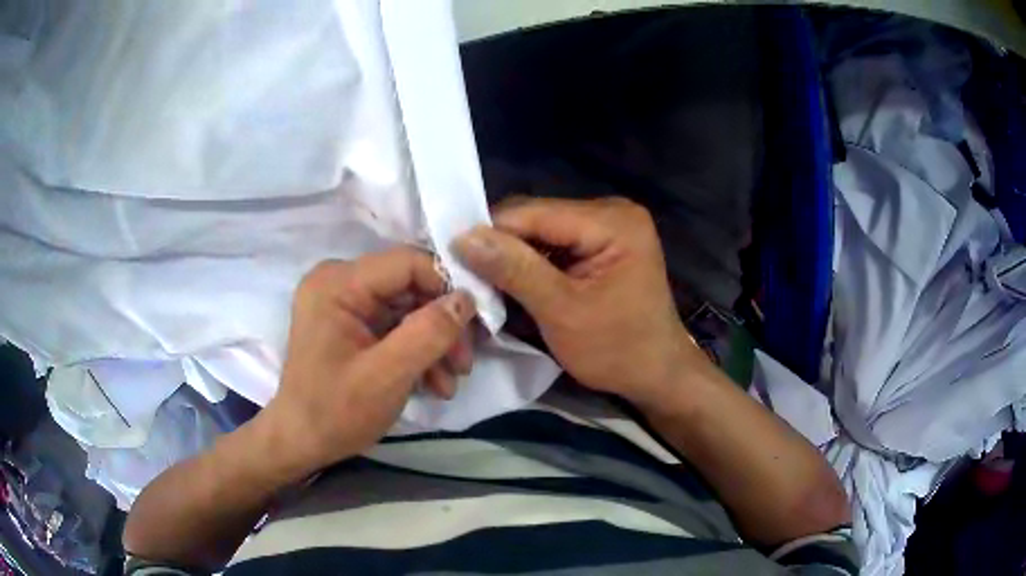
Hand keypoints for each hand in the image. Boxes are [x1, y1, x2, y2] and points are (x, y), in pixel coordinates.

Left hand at [264, 247, 475, 473]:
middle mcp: (339, 281)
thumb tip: (468, 298)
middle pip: (410, 286)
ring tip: (449, 383)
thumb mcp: (387, 376)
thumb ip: (429, 333)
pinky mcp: (351, 323)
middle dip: (442, 326)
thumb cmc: (335, 412)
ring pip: (408, 308)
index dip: (447, 287)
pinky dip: (417, 351)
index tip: (475, 325)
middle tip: (464, 364)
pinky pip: (395, 325)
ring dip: (434, 344)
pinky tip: (432, 383)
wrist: (302, 443)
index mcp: (338, 283)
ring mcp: (344, 303)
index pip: (407, 263)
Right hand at [454, 197, 703, 407]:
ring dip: (513, 255)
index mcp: (612, 221)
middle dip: (501, 245)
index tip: (451, 257)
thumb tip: (462, 237)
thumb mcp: (562, 312)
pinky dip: (531, 263)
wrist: (658, 374)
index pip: (533, 212)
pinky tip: (513, 282)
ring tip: (484, 281)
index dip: (489, 232)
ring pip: (541, 230)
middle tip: (465, 274)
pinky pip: (555, 244)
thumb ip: (514, 270)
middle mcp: (612, 210)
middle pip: (537, 217)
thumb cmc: (618, 350)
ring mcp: (609, 225)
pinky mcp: (603, 243)